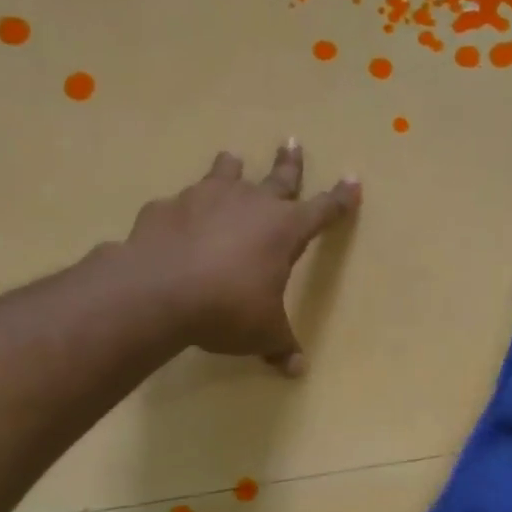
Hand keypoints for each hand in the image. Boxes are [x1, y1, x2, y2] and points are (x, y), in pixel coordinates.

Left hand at [123, 140, 360, 372]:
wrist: (158, 291)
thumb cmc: (227, 309)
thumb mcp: (262, 333)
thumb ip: (280, 346)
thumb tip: (297, 369)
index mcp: (284, 230)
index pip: (323, 210)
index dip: (341, 199)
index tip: (353, 180)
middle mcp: (250, 204)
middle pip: (278, 178)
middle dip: (289, 163)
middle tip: (291, 142)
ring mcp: (205, 199)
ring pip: (225, 174)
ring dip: (231, 168)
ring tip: (231, 159)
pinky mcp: (168, 207)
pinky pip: (181, 204)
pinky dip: (186, 210)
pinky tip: (178, 221)